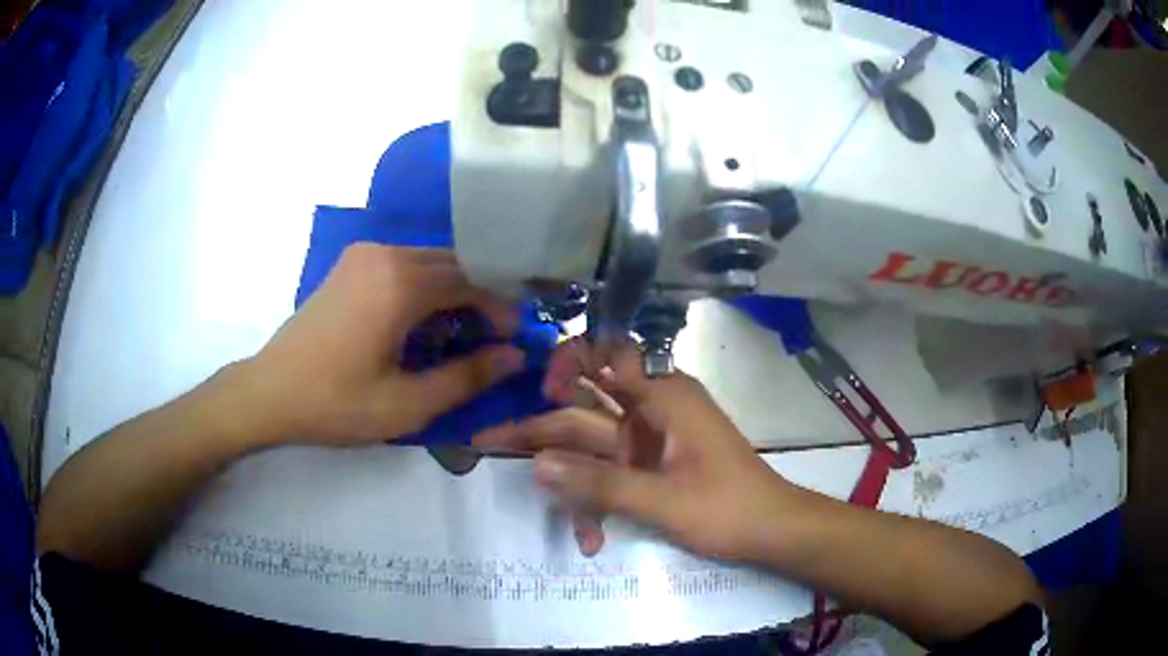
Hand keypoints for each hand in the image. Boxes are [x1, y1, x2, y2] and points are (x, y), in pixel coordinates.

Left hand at [247, 244, 524, 446]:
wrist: (270, 392)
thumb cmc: (336, 403)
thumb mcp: (407, 403)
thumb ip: (467, 377)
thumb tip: (515, 356)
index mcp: (401, 282)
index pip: (471, 280)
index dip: (499, 307)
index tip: (513, 339)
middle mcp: (385, 255)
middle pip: (451, 264)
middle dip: (479, 297)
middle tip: (492, 338)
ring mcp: (363, 255)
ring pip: (427, 262)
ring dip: (451, 292)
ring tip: (459, 334)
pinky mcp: (349, 266)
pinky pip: (401, 265)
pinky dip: (422, 288)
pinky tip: (420, 323)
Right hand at [473, 339, 796, 561]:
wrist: (773, 530)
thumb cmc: (728, 508)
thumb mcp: (662, 501)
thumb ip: (598, 484)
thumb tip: (535, 464)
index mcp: (663, 396)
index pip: (607, 354)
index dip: (568, 362)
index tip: (540, 391)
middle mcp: (652, 409)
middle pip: (584, 410)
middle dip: (540, 431)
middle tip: (488, 442)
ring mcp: (650, 440)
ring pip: (592, 449)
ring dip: (571, 482)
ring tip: (541, 508)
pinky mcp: (651, 465)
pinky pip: (610, 473)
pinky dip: (598, 500)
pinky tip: (592, 537)